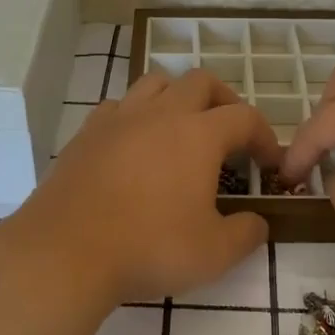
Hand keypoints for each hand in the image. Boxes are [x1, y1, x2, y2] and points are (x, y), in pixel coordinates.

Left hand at [12, 68, 282, 303]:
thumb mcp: (214, 254)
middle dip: (224, 100)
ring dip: (178, 96)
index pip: (244, 117)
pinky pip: (119, 106)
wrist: (66, 251)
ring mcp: (120, 118)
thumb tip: (257, 222)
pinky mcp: (87, 132)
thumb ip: (246, 234)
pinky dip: (136, 115)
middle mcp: (161, 113)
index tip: (268, 162)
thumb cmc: (148, 248)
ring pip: (157, 82)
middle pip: (201, 81)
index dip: (264, 135)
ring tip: (182, 127)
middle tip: (229, 132)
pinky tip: (135, 143)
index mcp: (199, 134)